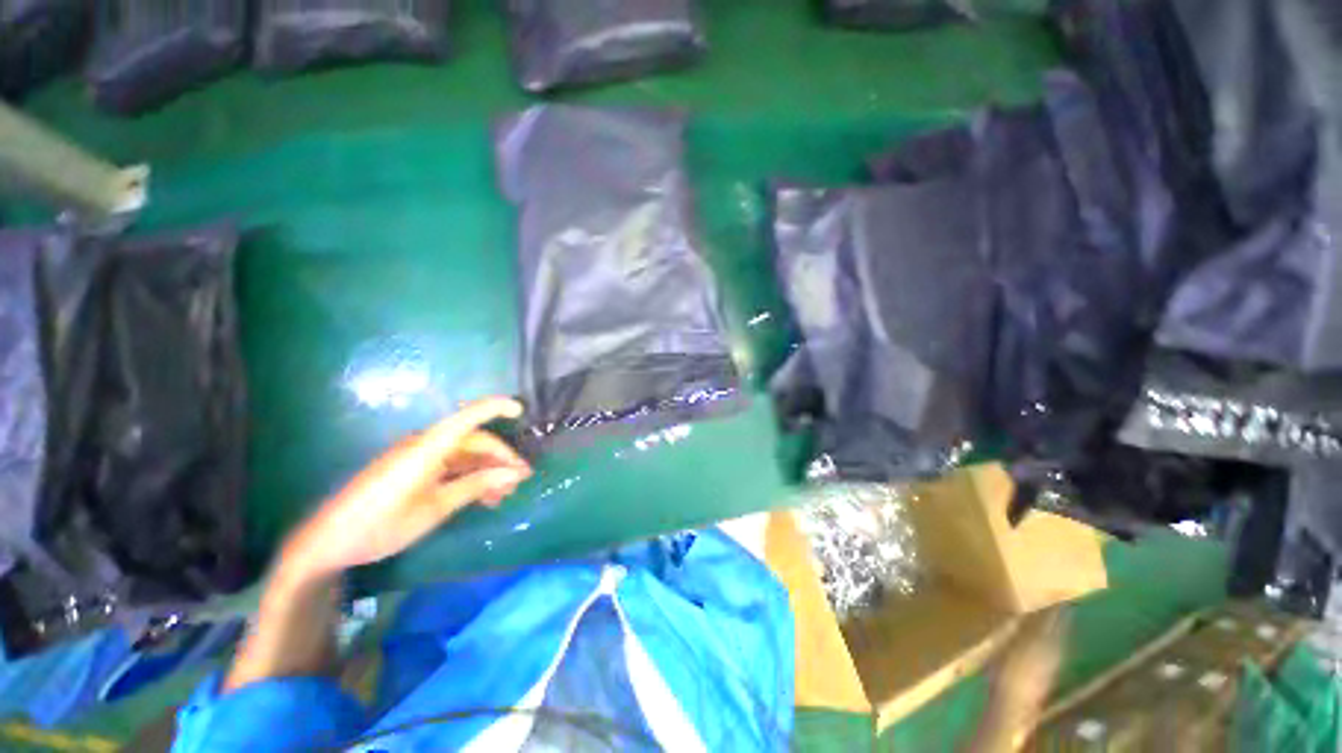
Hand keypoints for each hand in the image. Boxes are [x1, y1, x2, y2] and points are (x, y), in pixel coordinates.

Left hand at [280, 397, 531, 581]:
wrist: (328, 542)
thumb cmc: (381, 524)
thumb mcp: (435, 509)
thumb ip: (476, 485)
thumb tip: (515, 473)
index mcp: (429, 447)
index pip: (468, 416)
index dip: (495, 407)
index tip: (521, 410)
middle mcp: (426, 444)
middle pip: (474, 441)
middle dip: (500, 458)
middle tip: (519, 482)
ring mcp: (419, 457)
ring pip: (465, 455)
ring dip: (487, 471)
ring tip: (502, 495)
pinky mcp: (413, 469)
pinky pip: (451, 465)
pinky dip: (470, 477)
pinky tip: (482, 497)